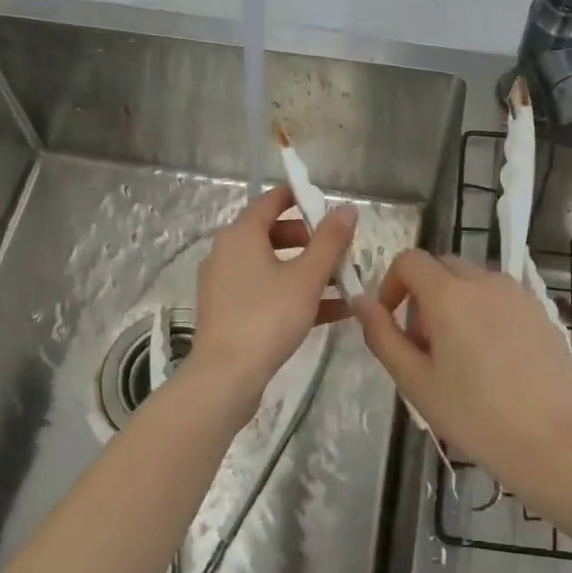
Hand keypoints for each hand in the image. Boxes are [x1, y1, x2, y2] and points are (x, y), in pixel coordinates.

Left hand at [185, 184, 356, 407]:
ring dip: (307, 270)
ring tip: (344, 282)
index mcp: (241, 234)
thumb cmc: (268, 316)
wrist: (226, 375)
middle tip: (338, 250)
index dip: (299, 197)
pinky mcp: (229, 311)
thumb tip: (346, 209)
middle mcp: (227, 252)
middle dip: (309, 239)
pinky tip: (333, 311)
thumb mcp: (307, 277)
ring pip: (272, 266)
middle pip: (272, 233)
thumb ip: (329, 241)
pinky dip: (294, 294)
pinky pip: (266, 292)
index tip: (326, 204)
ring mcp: (225, 283)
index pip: (270, 200)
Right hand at [355, 251, 571, 525]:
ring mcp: (518, 294)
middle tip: (424, 346)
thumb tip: (361, 302)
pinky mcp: (542, 312)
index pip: (409, 260)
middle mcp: (484, 281)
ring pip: (473, 282)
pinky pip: (502, 298)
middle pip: (442, 268)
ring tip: (460, 356)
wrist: (553, 442)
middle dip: (423, 296)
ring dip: (455, 303)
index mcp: (448, 294)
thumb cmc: (475, 415)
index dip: (391, 284)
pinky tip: (494, 361)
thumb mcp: (415, 381)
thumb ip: (382, 336)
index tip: (392, 322)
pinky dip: (486, 313)